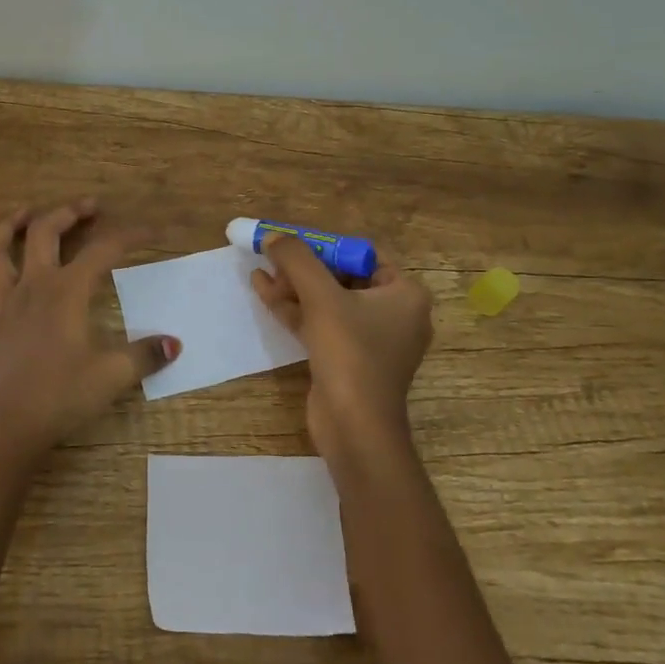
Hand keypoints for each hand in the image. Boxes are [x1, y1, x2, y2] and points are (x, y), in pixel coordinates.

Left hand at [0, 200, 180, 464]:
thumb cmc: (62, 397)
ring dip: (7, 228)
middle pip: (44, 234)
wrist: (9, 428)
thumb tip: (175, 344)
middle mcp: (31, 287)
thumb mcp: (112, 376)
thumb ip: (145, 356)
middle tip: (87, 206)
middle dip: (67, 214)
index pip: (103, 251)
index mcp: (66, 292)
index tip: (150, 232)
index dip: (129, 237)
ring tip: (22, 213)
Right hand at [251, 234, 433, 459]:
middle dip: (304, 267)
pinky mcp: (350, 359)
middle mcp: (395, 313)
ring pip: (328, 301)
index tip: (292, 241)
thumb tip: (273, 235)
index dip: (324, 245)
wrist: (354, 427)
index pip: (362, 254)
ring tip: (260, 271)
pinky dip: (296, 309)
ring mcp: (372, 339)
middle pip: (342, 276)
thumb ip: (296, 259)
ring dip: (294, 286)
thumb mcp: (321, 297)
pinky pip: (323, 323)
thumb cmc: (350, 353)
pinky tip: (264, 292)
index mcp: (405, 294)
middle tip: (273, 258)